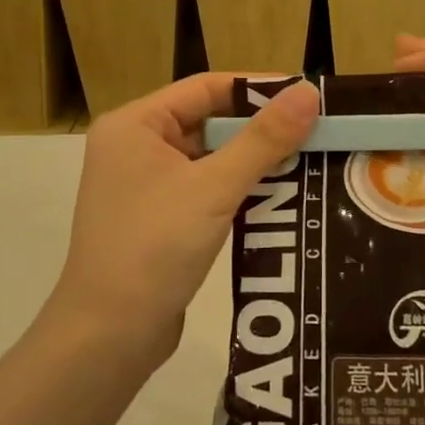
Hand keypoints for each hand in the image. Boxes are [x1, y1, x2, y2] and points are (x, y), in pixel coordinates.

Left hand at [51, 74, 320, 360]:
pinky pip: (204, 186)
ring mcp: (144, 183)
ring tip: (308, 158)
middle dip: (260, 127)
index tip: (306, 95)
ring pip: (210, 156)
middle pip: (209, 120)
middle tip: (315, 130)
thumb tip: (308, 92)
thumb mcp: (214, 187)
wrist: (108, 337)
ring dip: (253, 158)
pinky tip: (278, 193)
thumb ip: (264, 139)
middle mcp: (135, 145)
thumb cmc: (154, 247)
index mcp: (135, 124)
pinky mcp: (157, 216)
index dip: (258, 88)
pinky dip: (238, 187)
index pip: (206, 87)